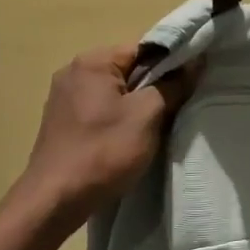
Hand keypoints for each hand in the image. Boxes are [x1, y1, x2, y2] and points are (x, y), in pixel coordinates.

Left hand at [17, 46, 198, 223]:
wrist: (55, 200)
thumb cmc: (104, 152)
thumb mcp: (148, 116)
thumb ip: (173, 85)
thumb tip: (194, 62)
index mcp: (93, 62)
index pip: (143, 49)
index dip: (171, 63)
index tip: (190, 84)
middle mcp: (73, 71)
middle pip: (128, 69)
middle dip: (154, 86)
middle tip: (177, 108)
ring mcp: (63, 97)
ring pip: (115, 91)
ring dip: (137, 105)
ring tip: (156, 126)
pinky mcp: (62, 121)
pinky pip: (100, 109)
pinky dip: (118, 118)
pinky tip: (129, 139)